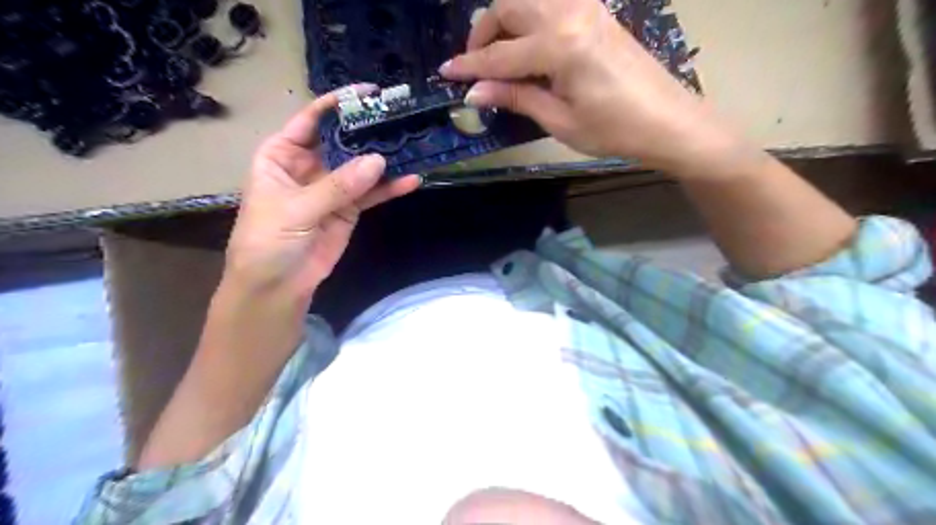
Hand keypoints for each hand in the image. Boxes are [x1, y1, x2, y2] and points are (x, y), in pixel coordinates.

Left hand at [225, 85, 419, 298]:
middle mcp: (310, 165)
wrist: (277, 285)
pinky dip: (391, 188)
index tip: (368, 93)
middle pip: (342, 141)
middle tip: (399, 117)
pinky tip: (411, 180)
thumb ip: (337, 186)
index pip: (311, 121)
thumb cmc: (268, 240)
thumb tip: (378, 161)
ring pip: (362, 167)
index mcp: (282, 154)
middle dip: (368, 130)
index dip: (337, 105)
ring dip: (385, 159)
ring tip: (413, 145)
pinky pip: (373, 193)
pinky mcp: (350, 208)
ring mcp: (333, 187)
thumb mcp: (296, 209)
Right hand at [442, 0, 750, 175]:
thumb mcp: (560, 120)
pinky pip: (550, 3)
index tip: (446, 73)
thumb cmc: (614, 130)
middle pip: (509, 6)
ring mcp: (586, 7)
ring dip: (505, 21)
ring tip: (499, 56)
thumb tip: (475, 92)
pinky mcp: (597, 12)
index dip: (469, 66)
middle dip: (483, 33)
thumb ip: (517, 97)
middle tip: (475, 65)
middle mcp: (570, 13)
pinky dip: (529, 19)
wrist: (669, 121)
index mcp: (560, 45)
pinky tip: (528, 47)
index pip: (500, 55)